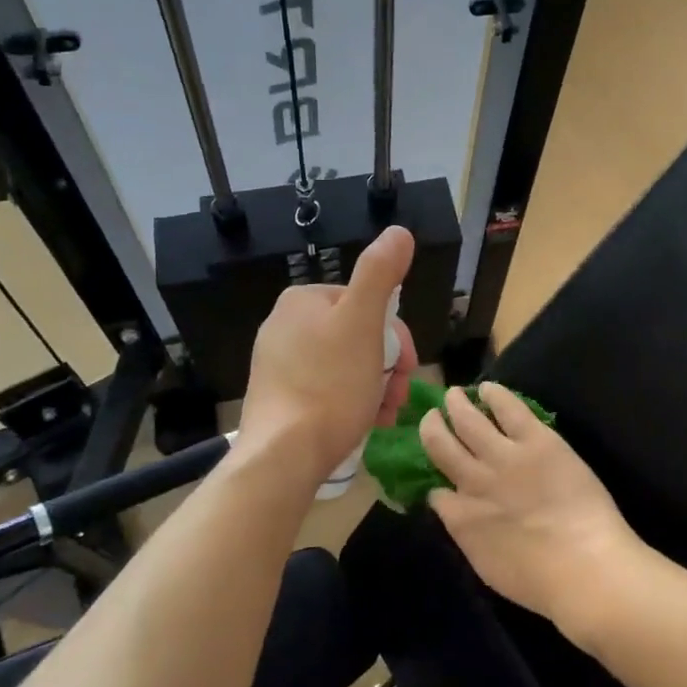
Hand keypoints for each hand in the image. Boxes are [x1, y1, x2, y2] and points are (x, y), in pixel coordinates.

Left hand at [242, 226, 419, 482]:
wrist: (283, 455)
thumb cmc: (330, 384)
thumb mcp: (364, 322)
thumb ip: (380, 273)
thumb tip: (399, 231)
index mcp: (302, 300)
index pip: (367, 304)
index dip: (397, 336)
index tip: (409, 368)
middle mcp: (284, 325)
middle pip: (358, 337)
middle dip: (388, 366)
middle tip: (400, 397)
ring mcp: (277, 364)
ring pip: (346, 365)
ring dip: (376, 387)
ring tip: (385, 415)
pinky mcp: (277, 397)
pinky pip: (326, 390)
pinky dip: (351, 402)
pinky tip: (364, 423)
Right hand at [421, 384, 651, 639]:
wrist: (584, 566)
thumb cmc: (541, 583)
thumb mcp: (488, 568)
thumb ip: (468, 535)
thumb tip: (455, 513)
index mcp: (462, 518)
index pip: (436, 492)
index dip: (434, 482)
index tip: (437, 477)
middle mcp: (473, 481)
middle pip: (441, 446)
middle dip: (432, 428)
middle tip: (431, 417)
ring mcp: (504, 456)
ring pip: (468, 420)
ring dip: (456, 405)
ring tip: (452, 394)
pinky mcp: (535, 440)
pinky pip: (508, 408)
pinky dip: (494, 395)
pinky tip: (487, 388)